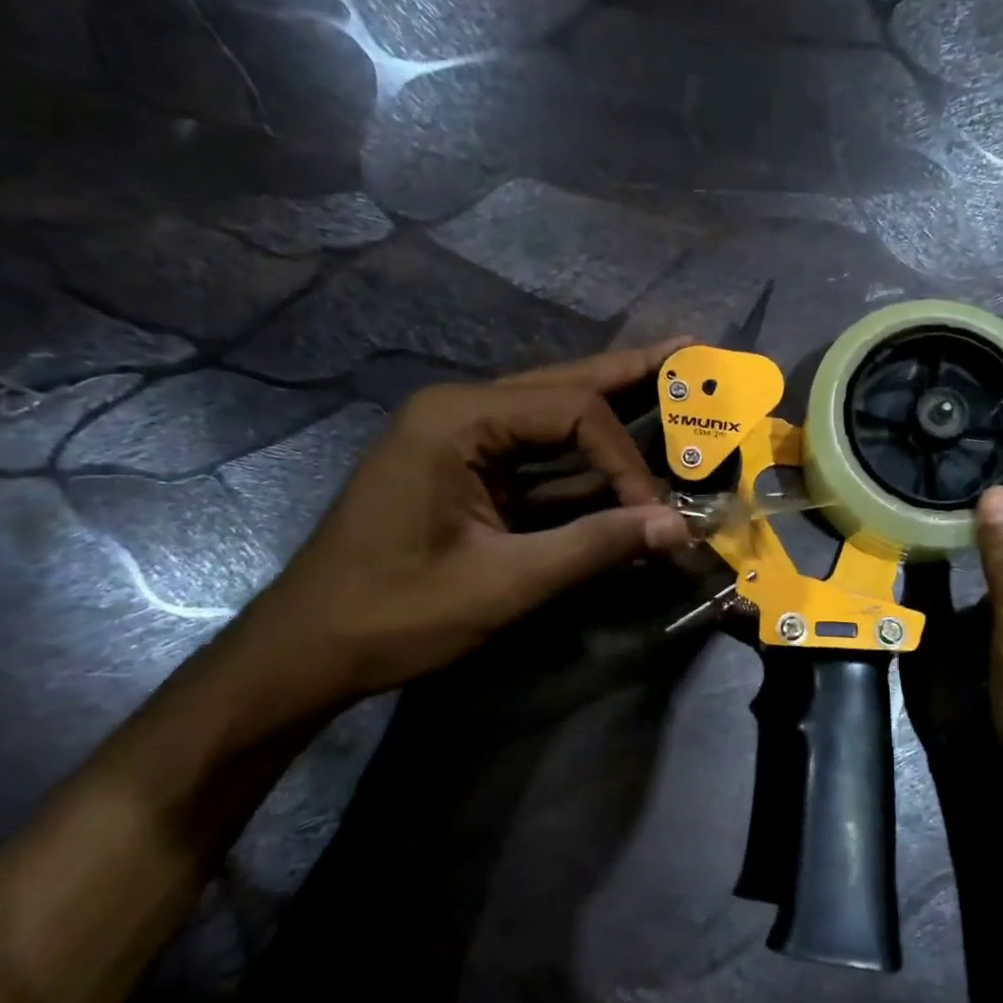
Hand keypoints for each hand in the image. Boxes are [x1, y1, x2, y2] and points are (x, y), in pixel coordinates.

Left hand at [233, 342, 693, 718]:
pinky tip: (624, 449)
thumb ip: (594, 547)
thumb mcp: (505, 584)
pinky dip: (584, 459)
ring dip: (612, 407)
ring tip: (670, 379)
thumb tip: (677, 527)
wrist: (310, 650)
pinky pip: (539, 455)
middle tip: (692, 352)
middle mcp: (460, 411)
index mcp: (458, 420)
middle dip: (631, 374)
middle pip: (564, 385)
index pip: (572, 411)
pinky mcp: (467, 472)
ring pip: (553, 414)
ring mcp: (460, 440)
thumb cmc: (397, 614)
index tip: (655, 515)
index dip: (625, 460)